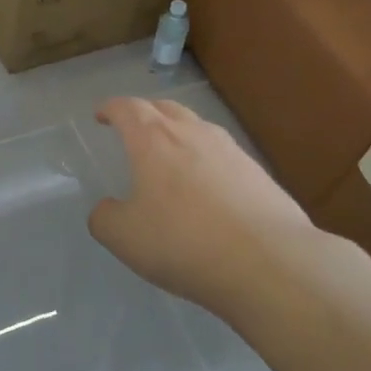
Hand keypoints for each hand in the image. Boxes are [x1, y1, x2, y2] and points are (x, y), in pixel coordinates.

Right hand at [88, 97, 321, 312]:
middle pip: (165, 108)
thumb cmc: (183, 242)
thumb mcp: (124, 237)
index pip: (127, 109)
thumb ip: (105, 218)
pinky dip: (207, 161)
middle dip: (145, 113)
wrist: (269, 262)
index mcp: (153, 140)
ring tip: (171, 155)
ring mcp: (231, 150)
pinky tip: (207, 187)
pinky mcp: (259, 173)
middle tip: (134, 128)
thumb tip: (107, 209)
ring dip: (179, 133)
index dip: (111, 109)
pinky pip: (223, 155)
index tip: (102, 115)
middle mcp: (193, 133)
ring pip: (198, 128)